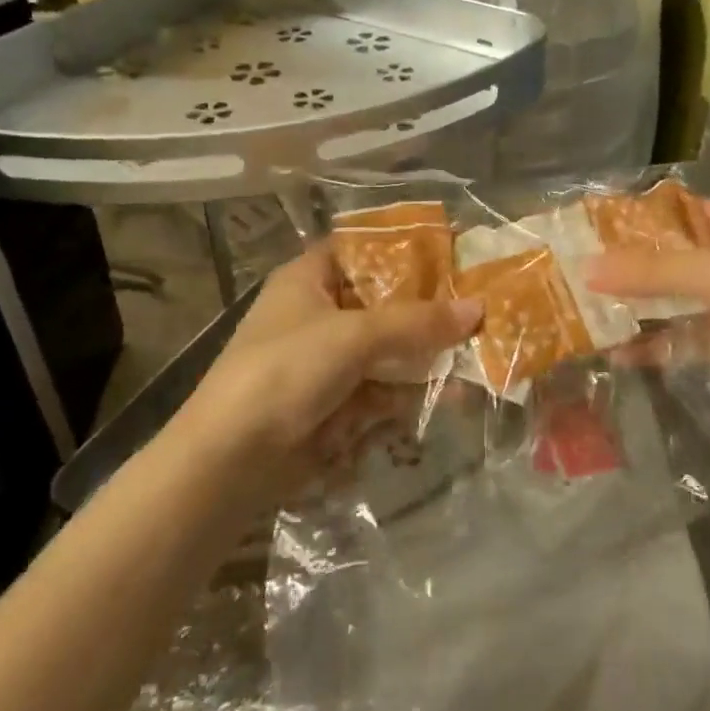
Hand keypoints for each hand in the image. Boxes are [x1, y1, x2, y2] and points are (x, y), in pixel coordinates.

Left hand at [189, 250, 480, 466]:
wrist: (229, 461)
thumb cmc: (286, 372)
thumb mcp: (354, 336)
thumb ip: (417, 322)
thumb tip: (479, 309)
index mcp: (310, 278)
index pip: (364, 249)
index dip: (406, 249)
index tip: (453, 253)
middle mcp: (319, 312)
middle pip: (384, 300)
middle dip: (429, 307)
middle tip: (480, 304)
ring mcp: (327, 359)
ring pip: (388, 347)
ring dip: (427, 353)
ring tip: (478, 353)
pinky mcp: (335, 401)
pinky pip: (383, 386)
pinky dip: (412, 389)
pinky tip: (451, 394)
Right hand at [587, 199, 709, 421]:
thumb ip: (653, 271)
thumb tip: (587, 267)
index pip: (664, 212)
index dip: (622, 220)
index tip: (576, 231)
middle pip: (658, 257)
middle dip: (617, 268)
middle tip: (564, 276)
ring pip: (662, 298)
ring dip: (628, 307)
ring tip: (576, 314)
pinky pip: (673, 336)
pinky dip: (646, 343)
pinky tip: (611, 352)